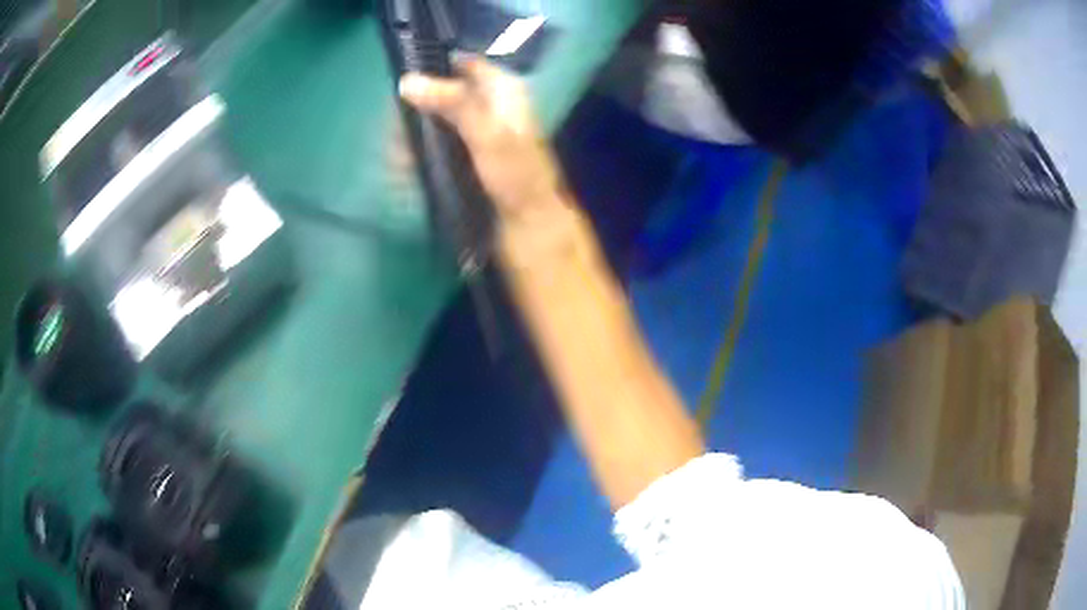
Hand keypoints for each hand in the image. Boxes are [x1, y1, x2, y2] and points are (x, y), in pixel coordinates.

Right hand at [399, 56, 568, 230]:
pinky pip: (436, 144)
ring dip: (413, 136)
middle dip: (415, 111)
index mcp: (502, 89)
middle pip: (441, 92)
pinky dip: (421, 152)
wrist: (530, 225)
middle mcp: (488, 104)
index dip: (433, 67)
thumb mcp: (487, 134)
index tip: (403, 85)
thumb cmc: (515, 175)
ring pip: (434, 120)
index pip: (462, 64)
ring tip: (398, 160)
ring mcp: (476, 129)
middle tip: (395, 135)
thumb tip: (407, 81)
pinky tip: (405, 169)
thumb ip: (452, 103)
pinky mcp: (467, 154)